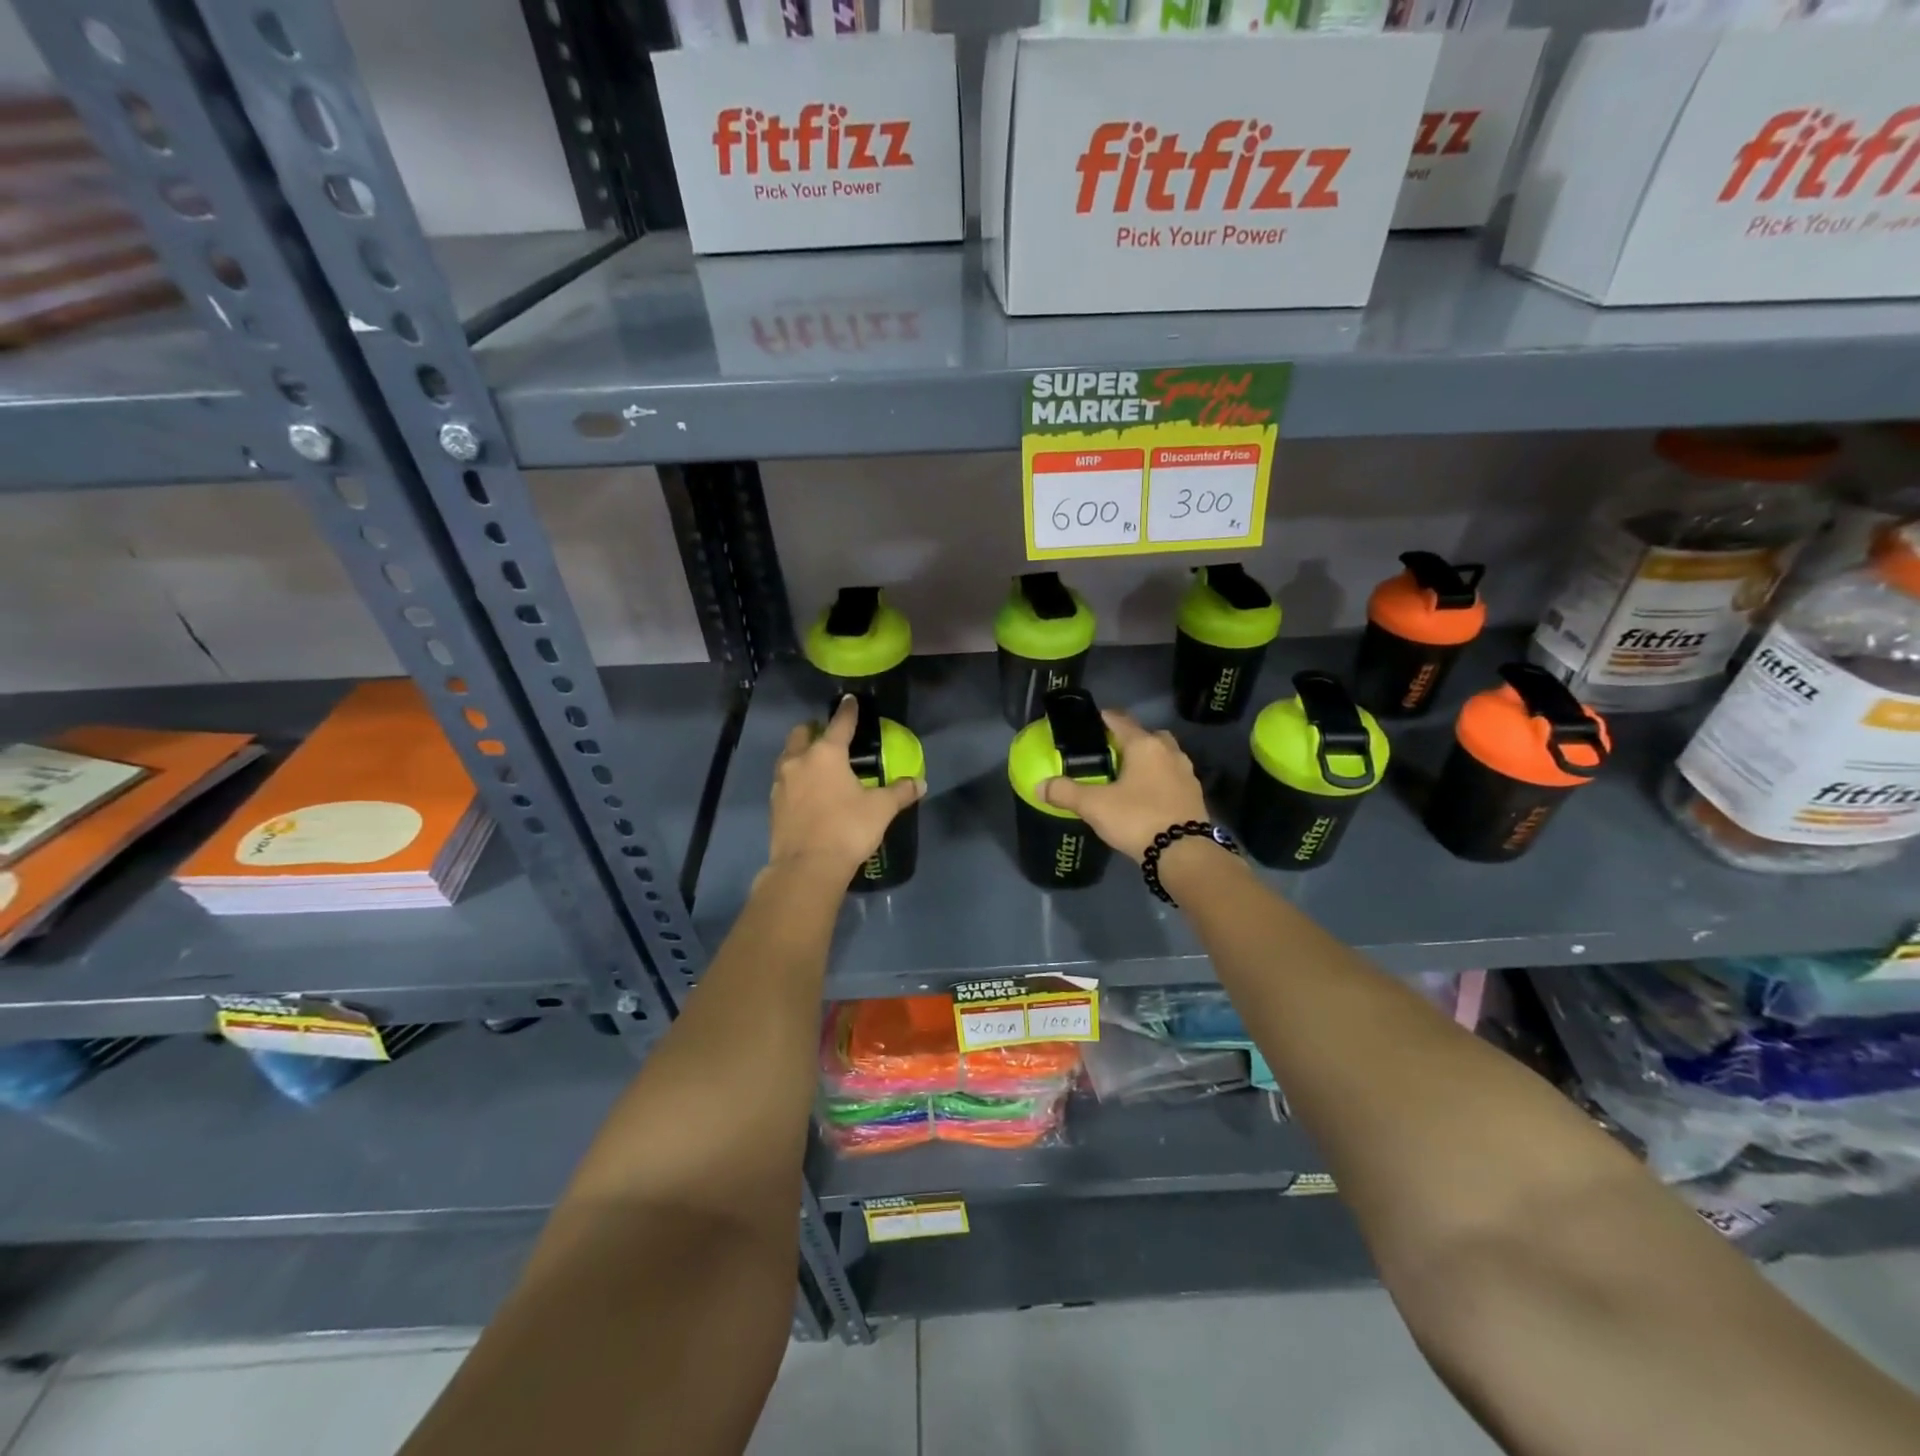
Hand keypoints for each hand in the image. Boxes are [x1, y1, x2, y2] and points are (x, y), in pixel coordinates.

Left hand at [768, 696, 924, 879]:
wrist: (807, 867)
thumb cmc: (847, 829)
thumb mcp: (880, 809)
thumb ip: (900, 792)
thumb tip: (920, 783)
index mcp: (826, 754)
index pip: (840, 724)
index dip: (848, 711)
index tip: (849, 700)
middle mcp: (799, 761)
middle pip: (801, 734)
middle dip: (813, 730)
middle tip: (827, 735)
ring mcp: (781, 783)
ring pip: (788, 757)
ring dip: (800, 754)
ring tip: (816, 762)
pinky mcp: (774, 805)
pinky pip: (784, 781)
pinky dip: (795, 778)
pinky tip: (807, 790)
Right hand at [1042, 709, 1209, 861]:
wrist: (1184, 853)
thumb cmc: (1137, 818)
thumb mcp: (1094, 805)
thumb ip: (1065, 792)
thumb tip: (1039, 786)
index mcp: (1144, 745)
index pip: (1121, 720)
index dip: (1104, 718)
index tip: (1092, 721)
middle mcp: (1169, 752)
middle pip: (1148, 736)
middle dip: (1131, 740)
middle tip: (1111, 753)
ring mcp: (1186, 773)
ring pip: (1164, 756)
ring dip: (1149, 761)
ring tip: (1128, 777)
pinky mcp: (1195, 795)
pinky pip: (1173, 778)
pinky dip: (1160, 781)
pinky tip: (1146, 797)